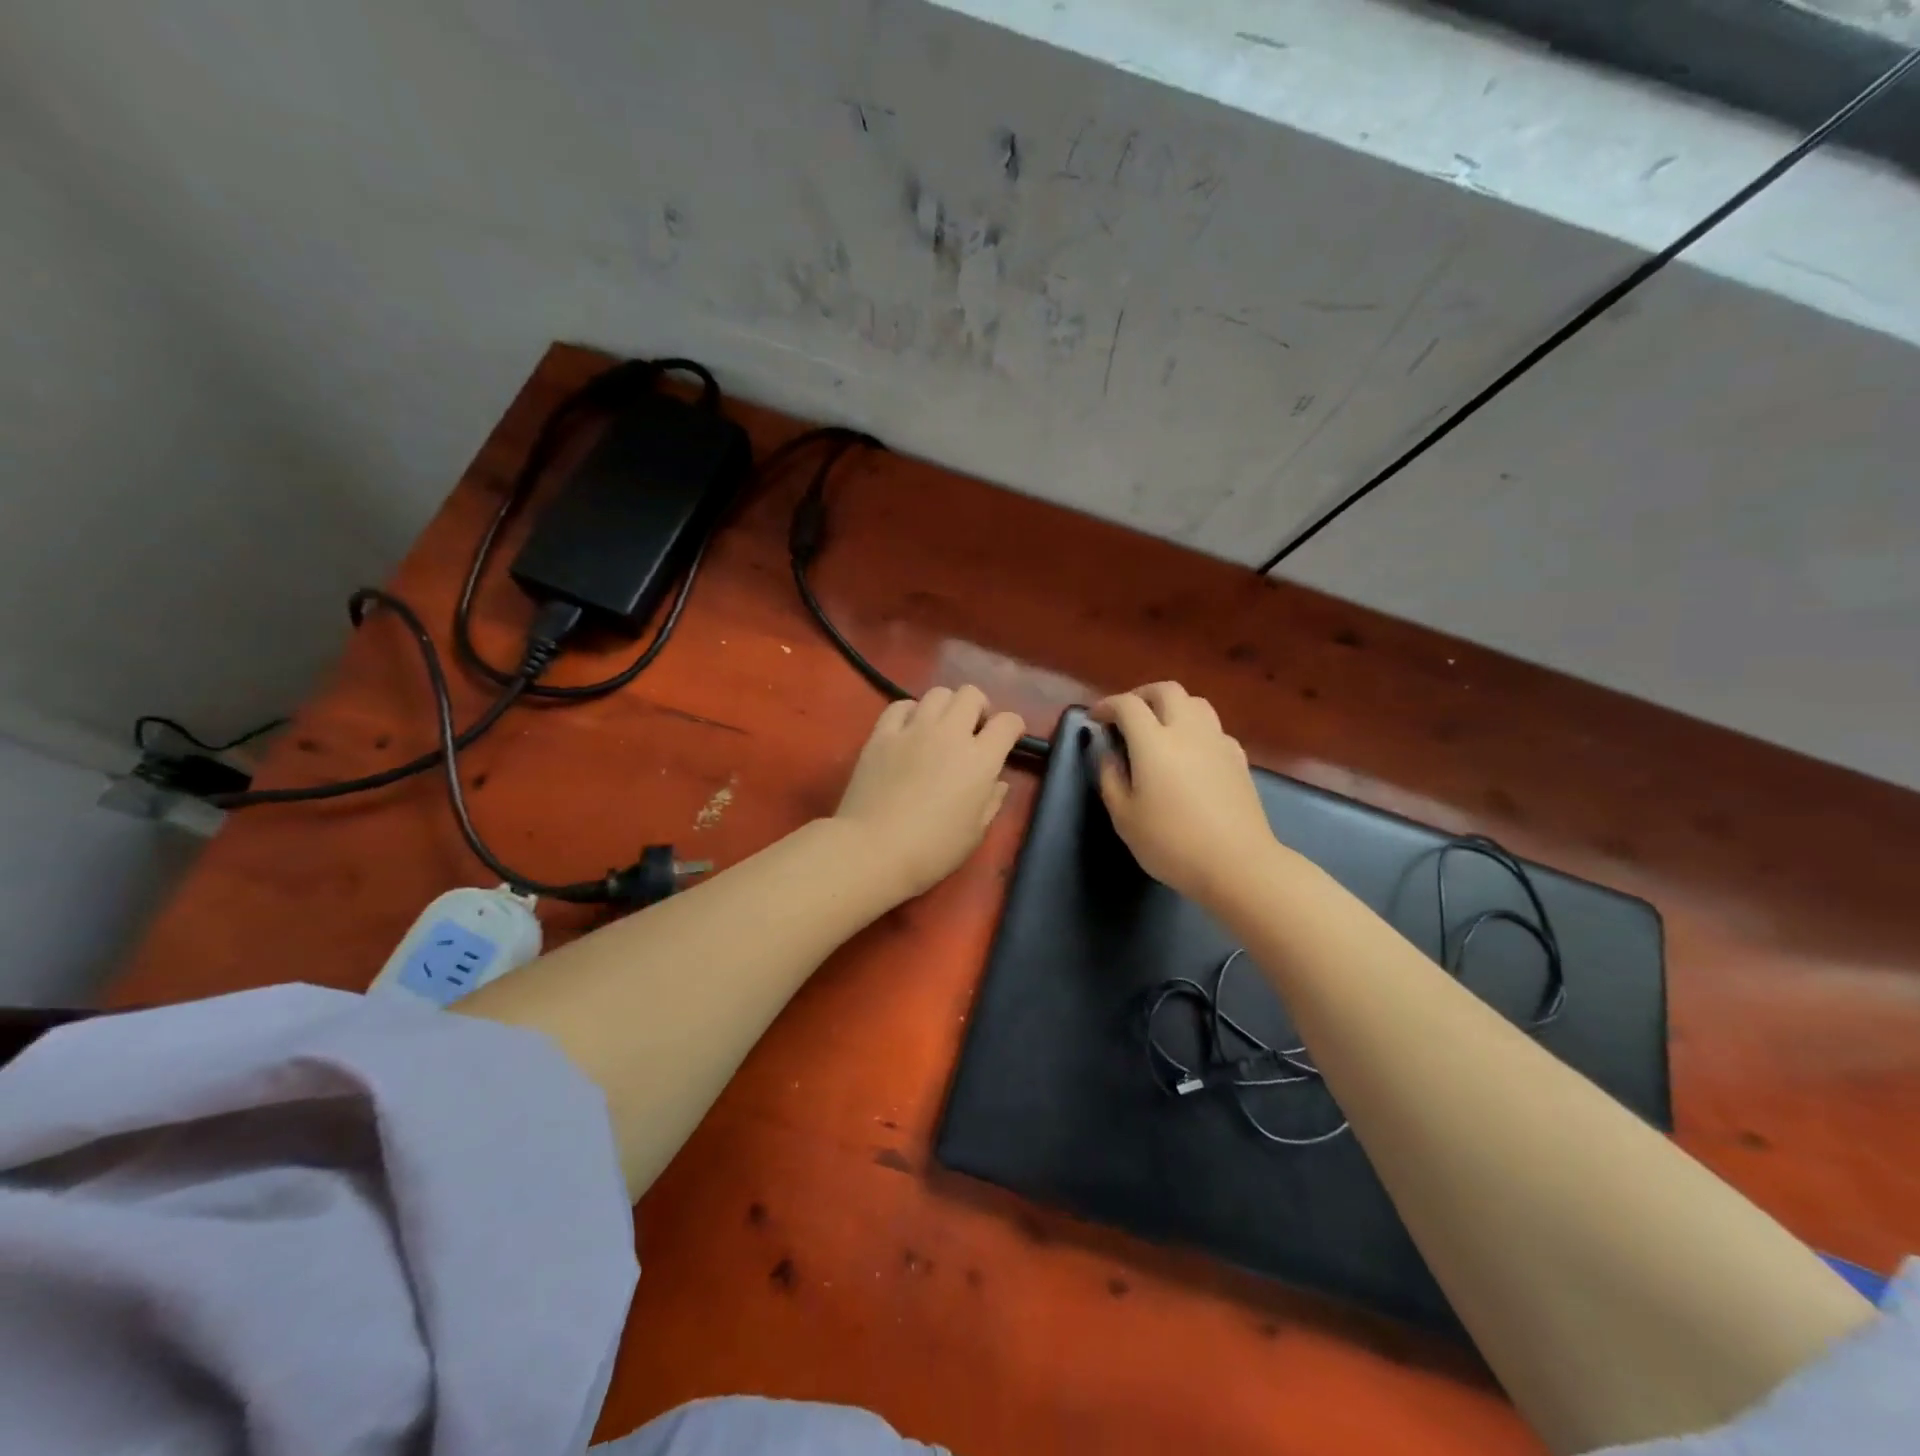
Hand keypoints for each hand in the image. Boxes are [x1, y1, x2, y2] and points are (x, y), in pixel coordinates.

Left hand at [834, 686, 1026, 902]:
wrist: (873, 850)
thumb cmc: (932, 850)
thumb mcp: (975, 833)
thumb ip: (992, 802)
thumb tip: (998, 782)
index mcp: (980, 760)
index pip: (1007, 723)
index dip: (1013, 727)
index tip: (1009, 738)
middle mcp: (950, 734)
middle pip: (971, 695)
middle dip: (979, 708)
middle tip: (974, 730)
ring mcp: (913, 729)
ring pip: (937, 693)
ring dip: (947, 706)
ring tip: (941, 727)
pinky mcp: (881, 734)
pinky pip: (900, 705)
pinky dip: (911, 712)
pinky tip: (909, 729)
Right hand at [1093, 682, 1278, 906]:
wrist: (1237, 864)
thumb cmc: (1171, 843)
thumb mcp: (1124, 817)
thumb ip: (1111, 778)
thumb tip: (1109, 753)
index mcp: (1154, 742)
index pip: (1127, 705)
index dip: (1107, 705)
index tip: (1095, 718)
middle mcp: (1187, 731)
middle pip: (1166, 690)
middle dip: (1141, 695)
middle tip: (1126, 716)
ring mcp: (1217, 741)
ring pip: (1195, 702)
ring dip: (1172, 706)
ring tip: (1158, 728)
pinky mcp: (1238, 757)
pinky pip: (1213, 727)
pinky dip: (1194, 727)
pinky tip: (1189, 753)